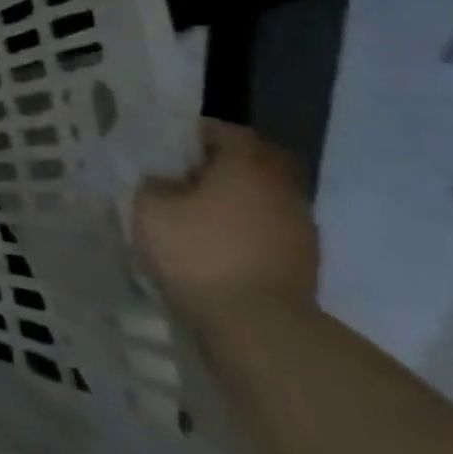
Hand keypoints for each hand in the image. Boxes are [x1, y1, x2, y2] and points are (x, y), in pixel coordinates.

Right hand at [133, 118, 318, 330]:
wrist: (258, 321)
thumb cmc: (198, 251)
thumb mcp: (150, 208)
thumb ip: (155, 184)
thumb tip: (165, 180)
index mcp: (246, 167)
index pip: (230, 132)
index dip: (199, 132)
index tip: (170, 142)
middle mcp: (281, 188)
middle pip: (257, 160)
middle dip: (223, 161)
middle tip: (184, 170)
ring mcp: (299, 225)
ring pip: (266, 193)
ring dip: (237, 193)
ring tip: (197, 206)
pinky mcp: (302, 256)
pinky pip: (271, 222)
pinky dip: (247, 221)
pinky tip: (218, 235)